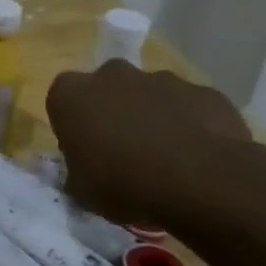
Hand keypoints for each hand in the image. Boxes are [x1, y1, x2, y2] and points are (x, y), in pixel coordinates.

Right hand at [44, 61, 265, 229]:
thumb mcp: (82, 190)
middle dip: (113, 112)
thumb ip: (77, 172)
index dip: (73, 126)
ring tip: (166, 158)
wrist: (202, 181)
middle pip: (106, 89)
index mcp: (71, 94)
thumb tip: (85, 172)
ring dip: (152, 117)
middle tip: (123, 151)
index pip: (62, 101)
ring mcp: (161, 79)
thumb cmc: (123, 183)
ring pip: (150, 95)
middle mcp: (112, 75)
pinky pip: (189, 107)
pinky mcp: (204, 92)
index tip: (84, 151)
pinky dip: (190, 124)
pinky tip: (198, 157)